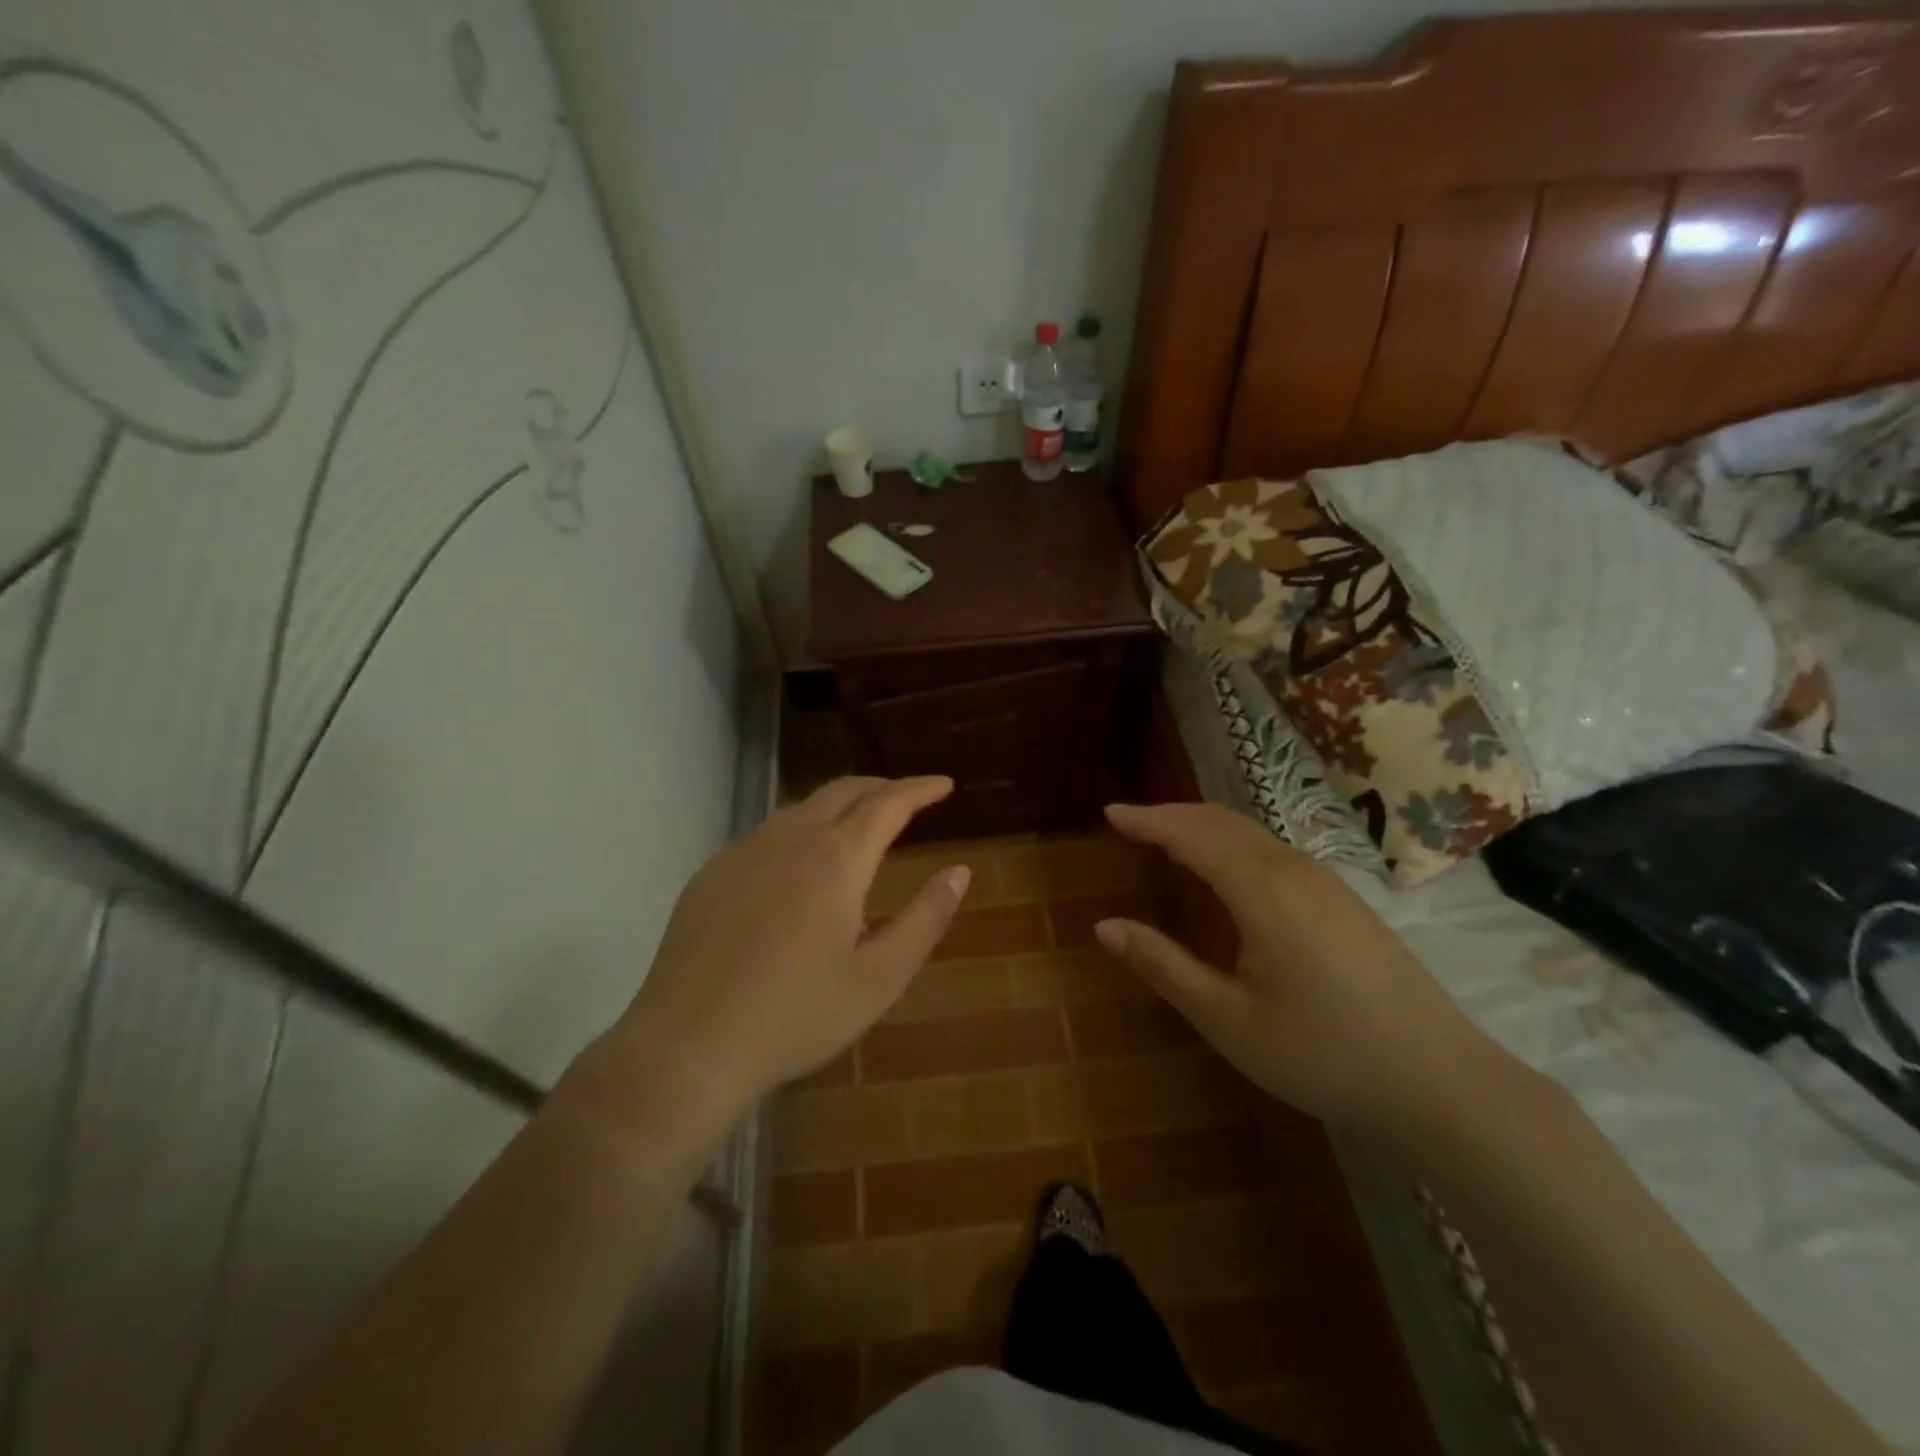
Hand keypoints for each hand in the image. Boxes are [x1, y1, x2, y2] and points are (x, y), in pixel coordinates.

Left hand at [587, 776, 969, 1138]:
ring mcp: (743, 853)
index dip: (919, 789)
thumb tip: (958, 872)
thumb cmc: (796, 1016)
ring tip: (858, 831)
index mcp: (836, 860)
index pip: (887, 803)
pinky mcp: (710, 874)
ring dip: (838, 807)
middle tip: (907, 800)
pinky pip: (766, 836)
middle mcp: (789, 840)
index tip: (943, 784)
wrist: (687, 1047)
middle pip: (842, 791)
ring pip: (801, 809)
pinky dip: (799, 834)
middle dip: (881, 787)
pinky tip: (798, 870)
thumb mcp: (880, 978)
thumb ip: (925, 918)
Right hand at [1096, 802, 1517, 1137]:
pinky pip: (1275, 851)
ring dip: (1205, 826)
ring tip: (1169, 836)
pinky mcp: (1346, 902)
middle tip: (1131, 819)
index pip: (1191, 834)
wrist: (1441, 1081)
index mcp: (1261, 889)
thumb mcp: (1227, 1018)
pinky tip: (1229, 869)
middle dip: (1173, 814)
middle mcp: (1294, 870)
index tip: (1111, 812)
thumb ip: (1163, 965)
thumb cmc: (1322, 1052)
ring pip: (1253, 834)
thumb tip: (1105, 927)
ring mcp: (1327, 883)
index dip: (1148, 819)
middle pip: (1223, 822)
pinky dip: (1234, 843)